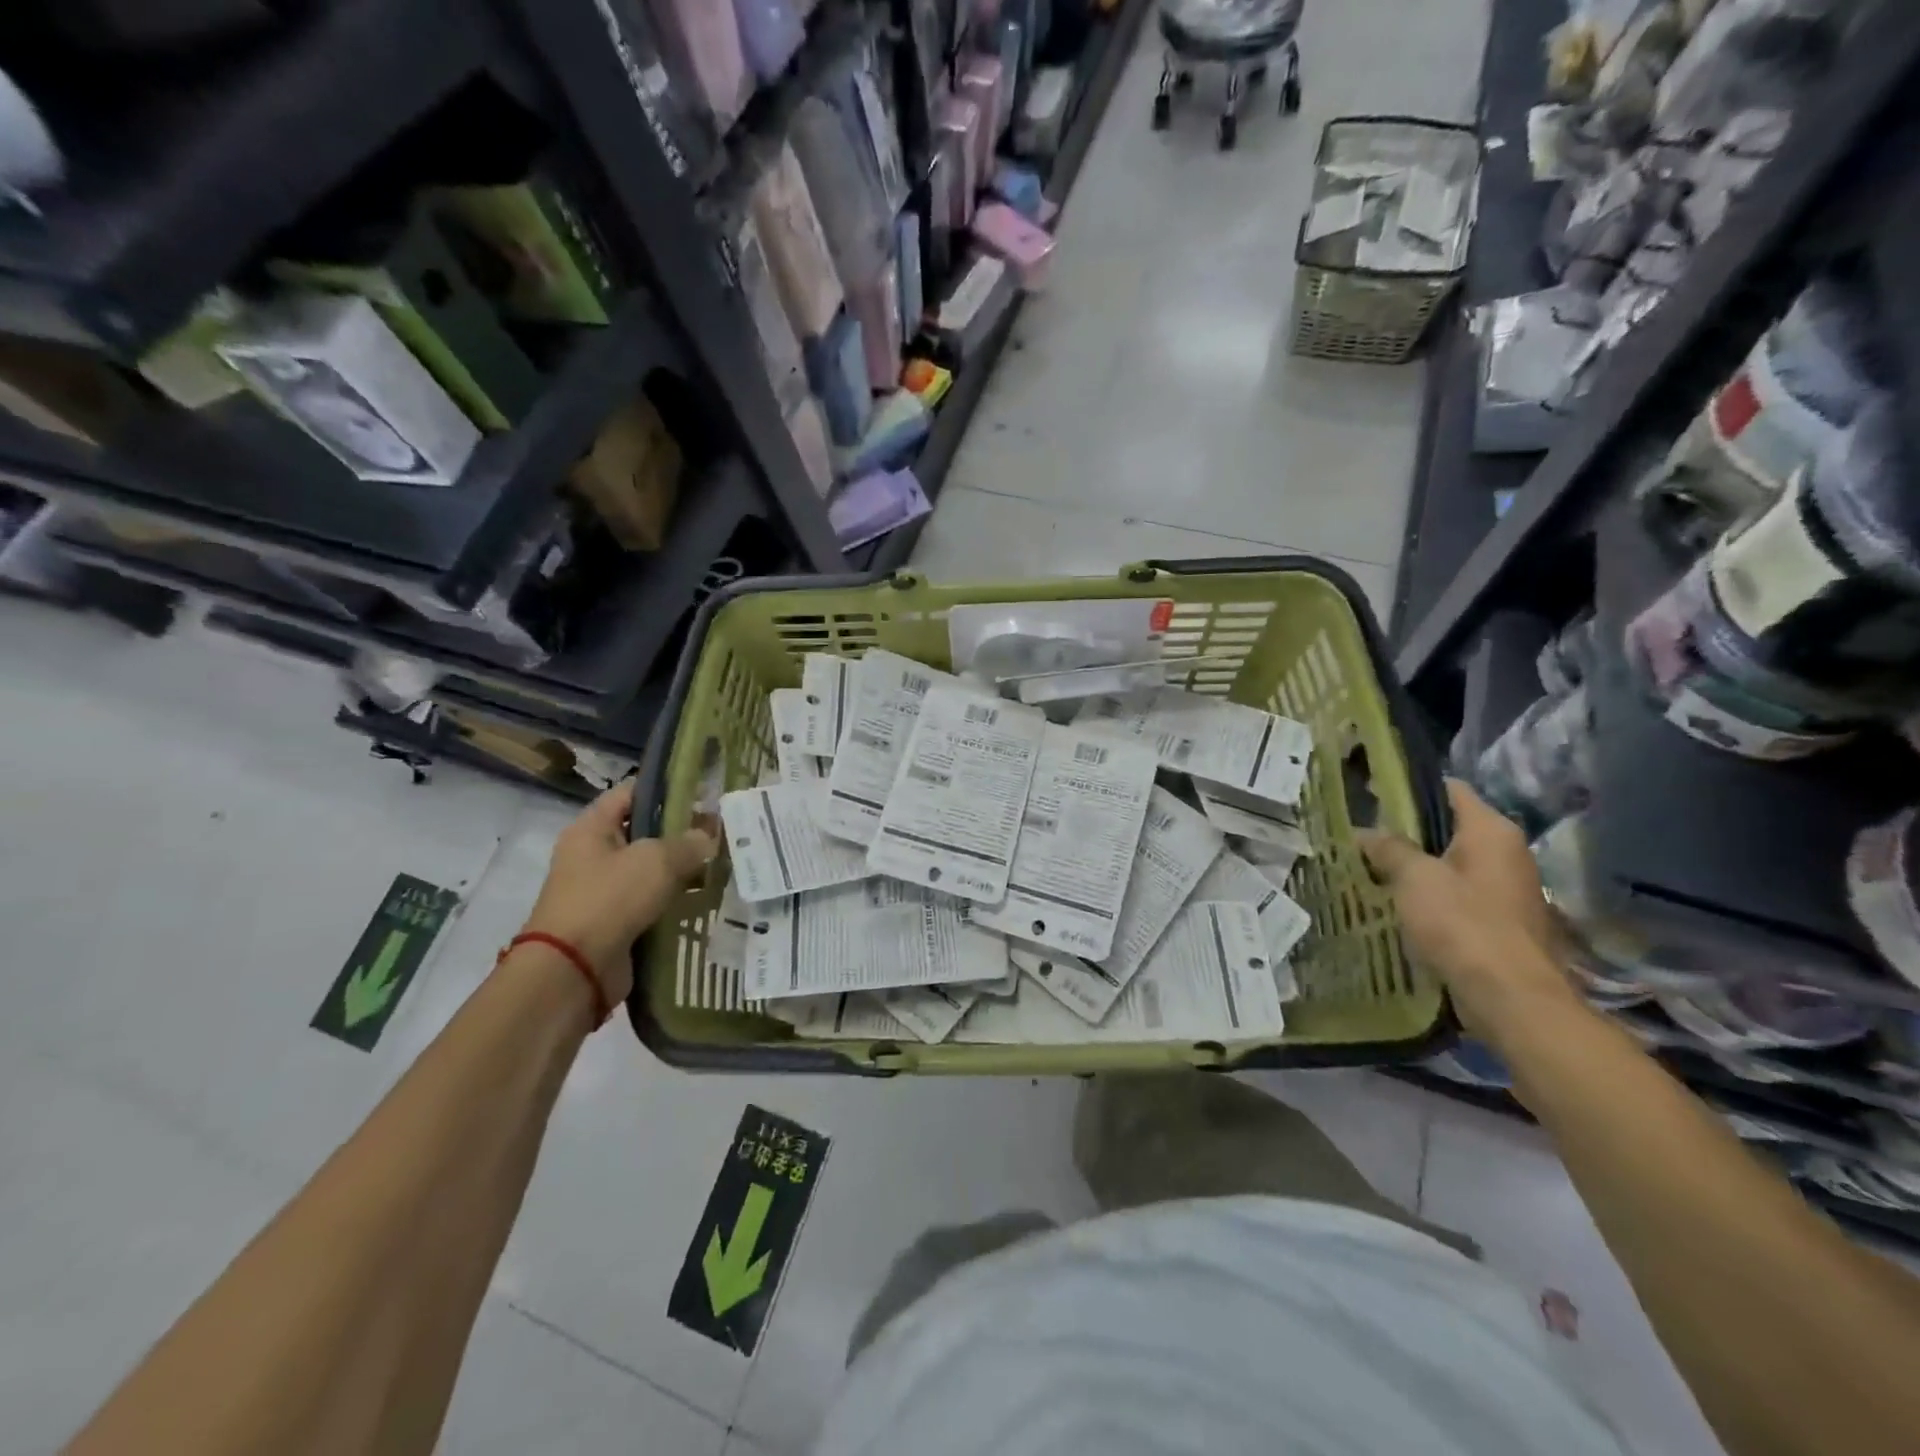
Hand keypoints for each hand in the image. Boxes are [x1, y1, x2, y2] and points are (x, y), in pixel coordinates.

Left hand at [520, 782, 715, 1002]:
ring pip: (650, 871)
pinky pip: (650, 903)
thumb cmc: (610, 899)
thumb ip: (689, 842)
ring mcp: (602, 891)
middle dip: (681, 833)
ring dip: (681, 871)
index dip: (666, 789)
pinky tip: (705, 899)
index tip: (702, 793)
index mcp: (591, 829)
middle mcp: (592, 856)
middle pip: (643, 833)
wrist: (574, 969)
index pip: (630, 793)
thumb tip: (707, 836)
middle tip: (721, 833)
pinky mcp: (614, 922)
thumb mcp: (657, 860)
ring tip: (721, 866)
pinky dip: (674, 902)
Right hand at [1358, 779, 1580, 1042]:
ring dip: (1416, 866)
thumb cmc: (1463, 924)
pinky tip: (1399, 904)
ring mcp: (1508, 888)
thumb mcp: (1414, 878)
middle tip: (1363, 838)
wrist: (1511, 997)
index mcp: (1491, 830)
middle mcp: (1508, 852)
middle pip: (1448, 827)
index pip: (1448, 789)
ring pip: (1451, 863)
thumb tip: (1365, 832)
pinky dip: (1430, 895)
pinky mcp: (1502, 920)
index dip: (1408, 789)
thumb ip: (1388, 849)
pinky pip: (1458, 894)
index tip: (1370, 796)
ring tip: (1372, 870)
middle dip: (1406, 832)